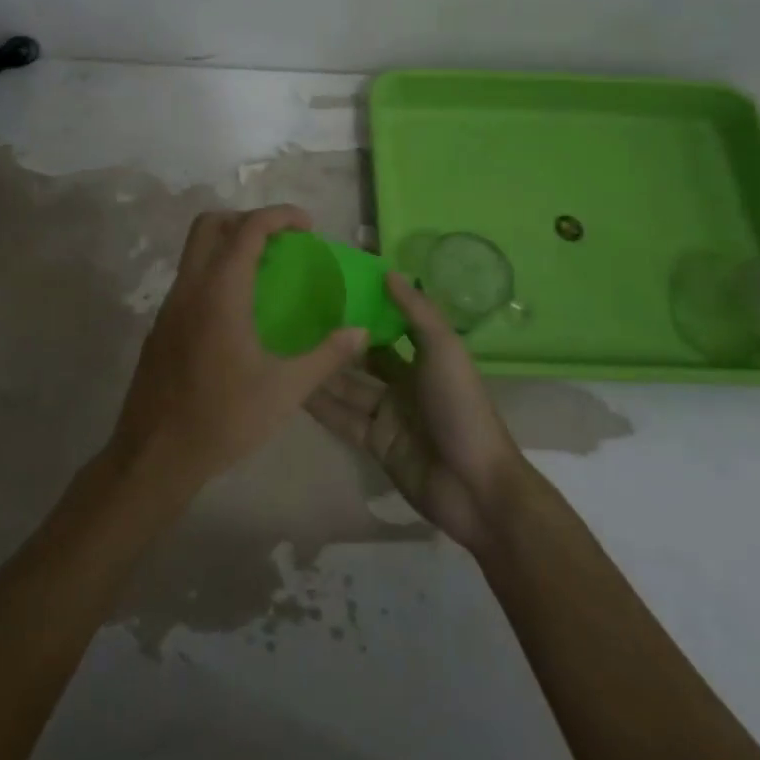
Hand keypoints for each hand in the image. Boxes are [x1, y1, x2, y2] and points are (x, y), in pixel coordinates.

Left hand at [108, 206, 370, 501]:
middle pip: (210, 224)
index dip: (279, 216)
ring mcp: (169, 306)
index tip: (308, 225)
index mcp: (220, 292)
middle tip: (281, 241)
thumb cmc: (224, 418)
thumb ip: (326, 356)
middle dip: (247, 219)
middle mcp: (190, 287)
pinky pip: (189, 279)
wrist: (155, 454)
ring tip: (265, 272)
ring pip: (194, 251)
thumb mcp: (285, 390)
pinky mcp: (161, 326)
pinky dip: (215, 272)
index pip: (248, 229)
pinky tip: (238, 311)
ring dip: (228, 245)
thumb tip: (360, 332)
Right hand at [307, 273, 535, 553]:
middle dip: (337, 340)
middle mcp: (404, 383)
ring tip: (285, 347)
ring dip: (322, 370)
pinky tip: (292, 387)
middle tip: (295, 316)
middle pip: (364, 357)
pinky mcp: (374, 444)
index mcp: (426, 358)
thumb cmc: (461, 408)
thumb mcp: (444, 350)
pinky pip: (342, 418)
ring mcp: (388, 415)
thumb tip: (387, 272)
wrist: (474, 486)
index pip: (390, 327)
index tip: (331, 287)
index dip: (366, 309)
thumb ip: (416, 312)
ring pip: (348, 387)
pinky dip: (320, 405)